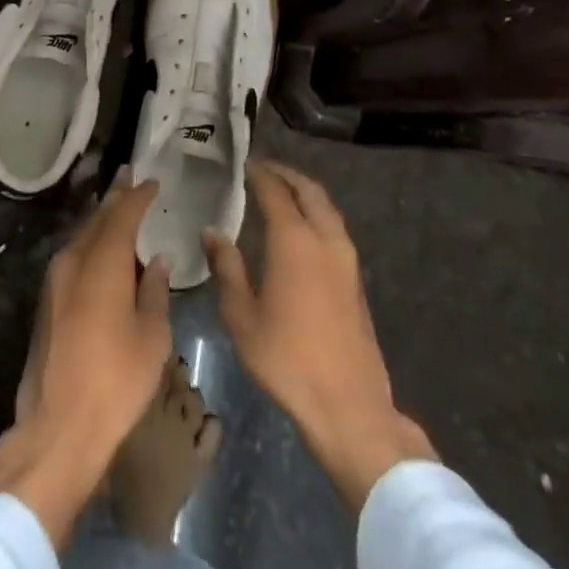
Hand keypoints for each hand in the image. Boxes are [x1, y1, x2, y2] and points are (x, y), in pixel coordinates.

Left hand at [0, 171, 171, 544]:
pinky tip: (102, 250)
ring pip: (81, 237)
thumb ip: (155, 292)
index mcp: (102, 264)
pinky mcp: (46, 301)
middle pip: (96, 220)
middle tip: (129, 176)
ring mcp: (54, 281)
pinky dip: (90, 244)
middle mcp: (73, 262)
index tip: (151, 180)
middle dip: (114, 197)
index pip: (122, 216)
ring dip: (100, 220)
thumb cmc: (116, 381)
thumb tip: (156, 261)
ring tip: (118, 207)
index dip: (137, 196)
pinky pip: (72, 257)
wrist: (58, 426)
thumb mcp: (152, 337)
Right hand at [205, 159, 435, 509]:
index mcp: (294, 241)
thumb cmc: (285, 358)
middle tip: (264, 168)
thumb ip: (226, 268)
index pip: (275, 192)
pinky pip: (334, 229)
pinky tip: (300, 230)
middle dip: (287, 175)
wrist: (347, 404)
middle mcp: (325, 240)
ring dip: (305, 193)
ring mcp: (346, 260)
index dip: (260, 174)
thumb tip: (212, 232)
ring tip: (281, 192)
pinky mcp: (355, 280)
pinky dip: (316, 214)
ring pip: (327, 209)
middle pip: (310, 191)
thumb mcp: (241, 315)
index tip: (245, 163)